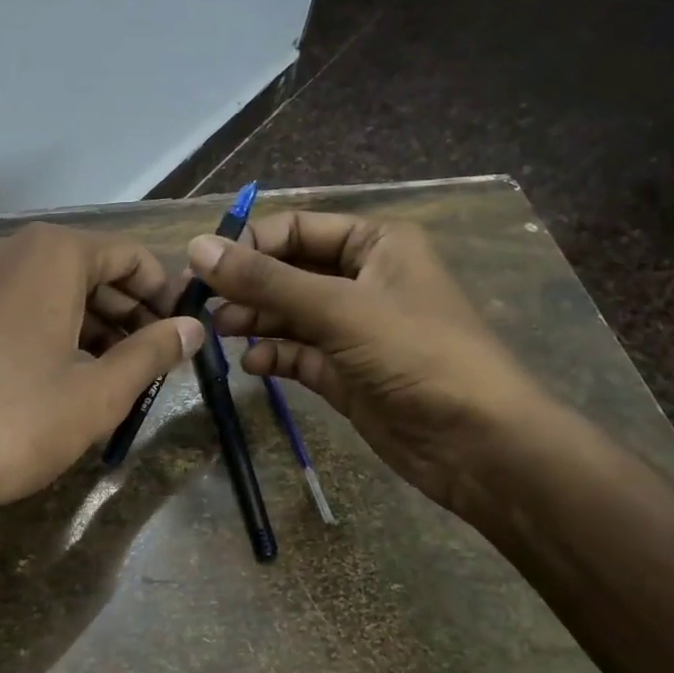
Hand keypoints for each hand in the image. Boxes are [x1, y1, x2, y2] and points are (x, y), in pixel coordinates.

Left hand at [0, 222, 202, 523]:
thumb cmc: (18, 421)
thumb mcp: (100, 392)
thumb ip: (153, 352)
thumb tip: (193, 329)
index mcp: (49, 253)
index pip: (127, 254)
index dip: (162, 293)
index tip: (181, 332)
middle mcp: (5, 248)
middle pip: (87, 267)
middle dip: (127, 311)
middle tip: (155, 360)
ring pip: (49, 288)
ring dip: (91, 323)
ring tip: (117, 373)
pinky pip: (15, 303)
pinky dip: (50, 327)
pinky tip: (66, 373)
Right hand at [192, 212, 551, 509]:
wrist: (476, 443)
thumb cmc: (416, 354)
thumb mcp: (339, 309)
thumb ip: (266, 281)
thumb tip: (197, 248)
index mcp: (375, 245)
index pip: (298, 229)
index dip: (250, 243)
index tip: (204, 266)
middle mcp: (362, 280)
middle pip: (288, 272)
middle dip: (246, 285)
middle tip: (198, 304)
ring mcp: (353, 329)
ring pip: (288, 314)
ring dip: (253, 320)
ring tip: (218, 332)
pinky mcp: (345, 372)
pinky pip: (298, 353)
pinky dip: (273, 355)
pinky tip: (252, 364)